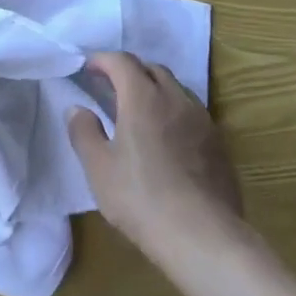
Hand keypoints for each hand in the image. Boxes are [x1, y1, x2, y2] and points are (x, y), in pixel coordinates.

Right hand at [67, 52, 244, 269]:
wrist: (203, 236)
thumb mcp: (98, 168)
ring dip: (154, 89)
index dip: (103, 60)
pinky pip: (192, 113)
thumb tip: (77, 109)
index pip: (122, 62)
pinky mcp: (218, 143)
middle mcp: (175, 98)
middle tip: (111, 87)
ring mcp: (202, 120)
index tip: (88, 68)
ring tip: (139, 111)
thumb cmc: (141, 198)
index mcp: (143, 97)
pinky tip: (167, 138)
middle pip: (152, 69)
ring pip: (176, 89)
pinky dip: (173, 112)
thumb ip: (84, 132)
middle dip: (130, 71)